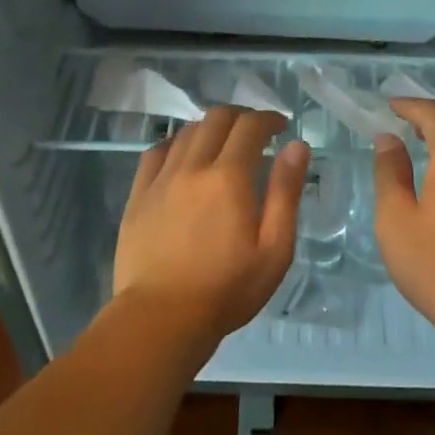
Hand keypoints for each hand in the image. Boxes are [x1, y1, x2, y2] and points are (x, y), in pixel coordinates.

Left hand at [113, 106, 309, 345]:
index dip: (268, 118)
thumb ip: (285, 193)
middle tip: (255, 132)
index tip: (281, 126)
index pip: (250, 127)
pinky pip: (155, 153)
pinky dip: (175, 144)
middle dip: (241, 117)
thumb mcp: (274, 249)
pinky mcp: (137, 196)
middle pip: (215, 119)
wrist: (161, 317)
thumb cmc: (227, 289)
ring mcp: (160, 180)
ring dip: (210, 128)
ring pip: (185, 132)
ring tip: (223, 145)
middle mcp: (192, 167)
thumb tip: (296, 147)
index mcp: (228, 178)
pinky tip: (183, 157)